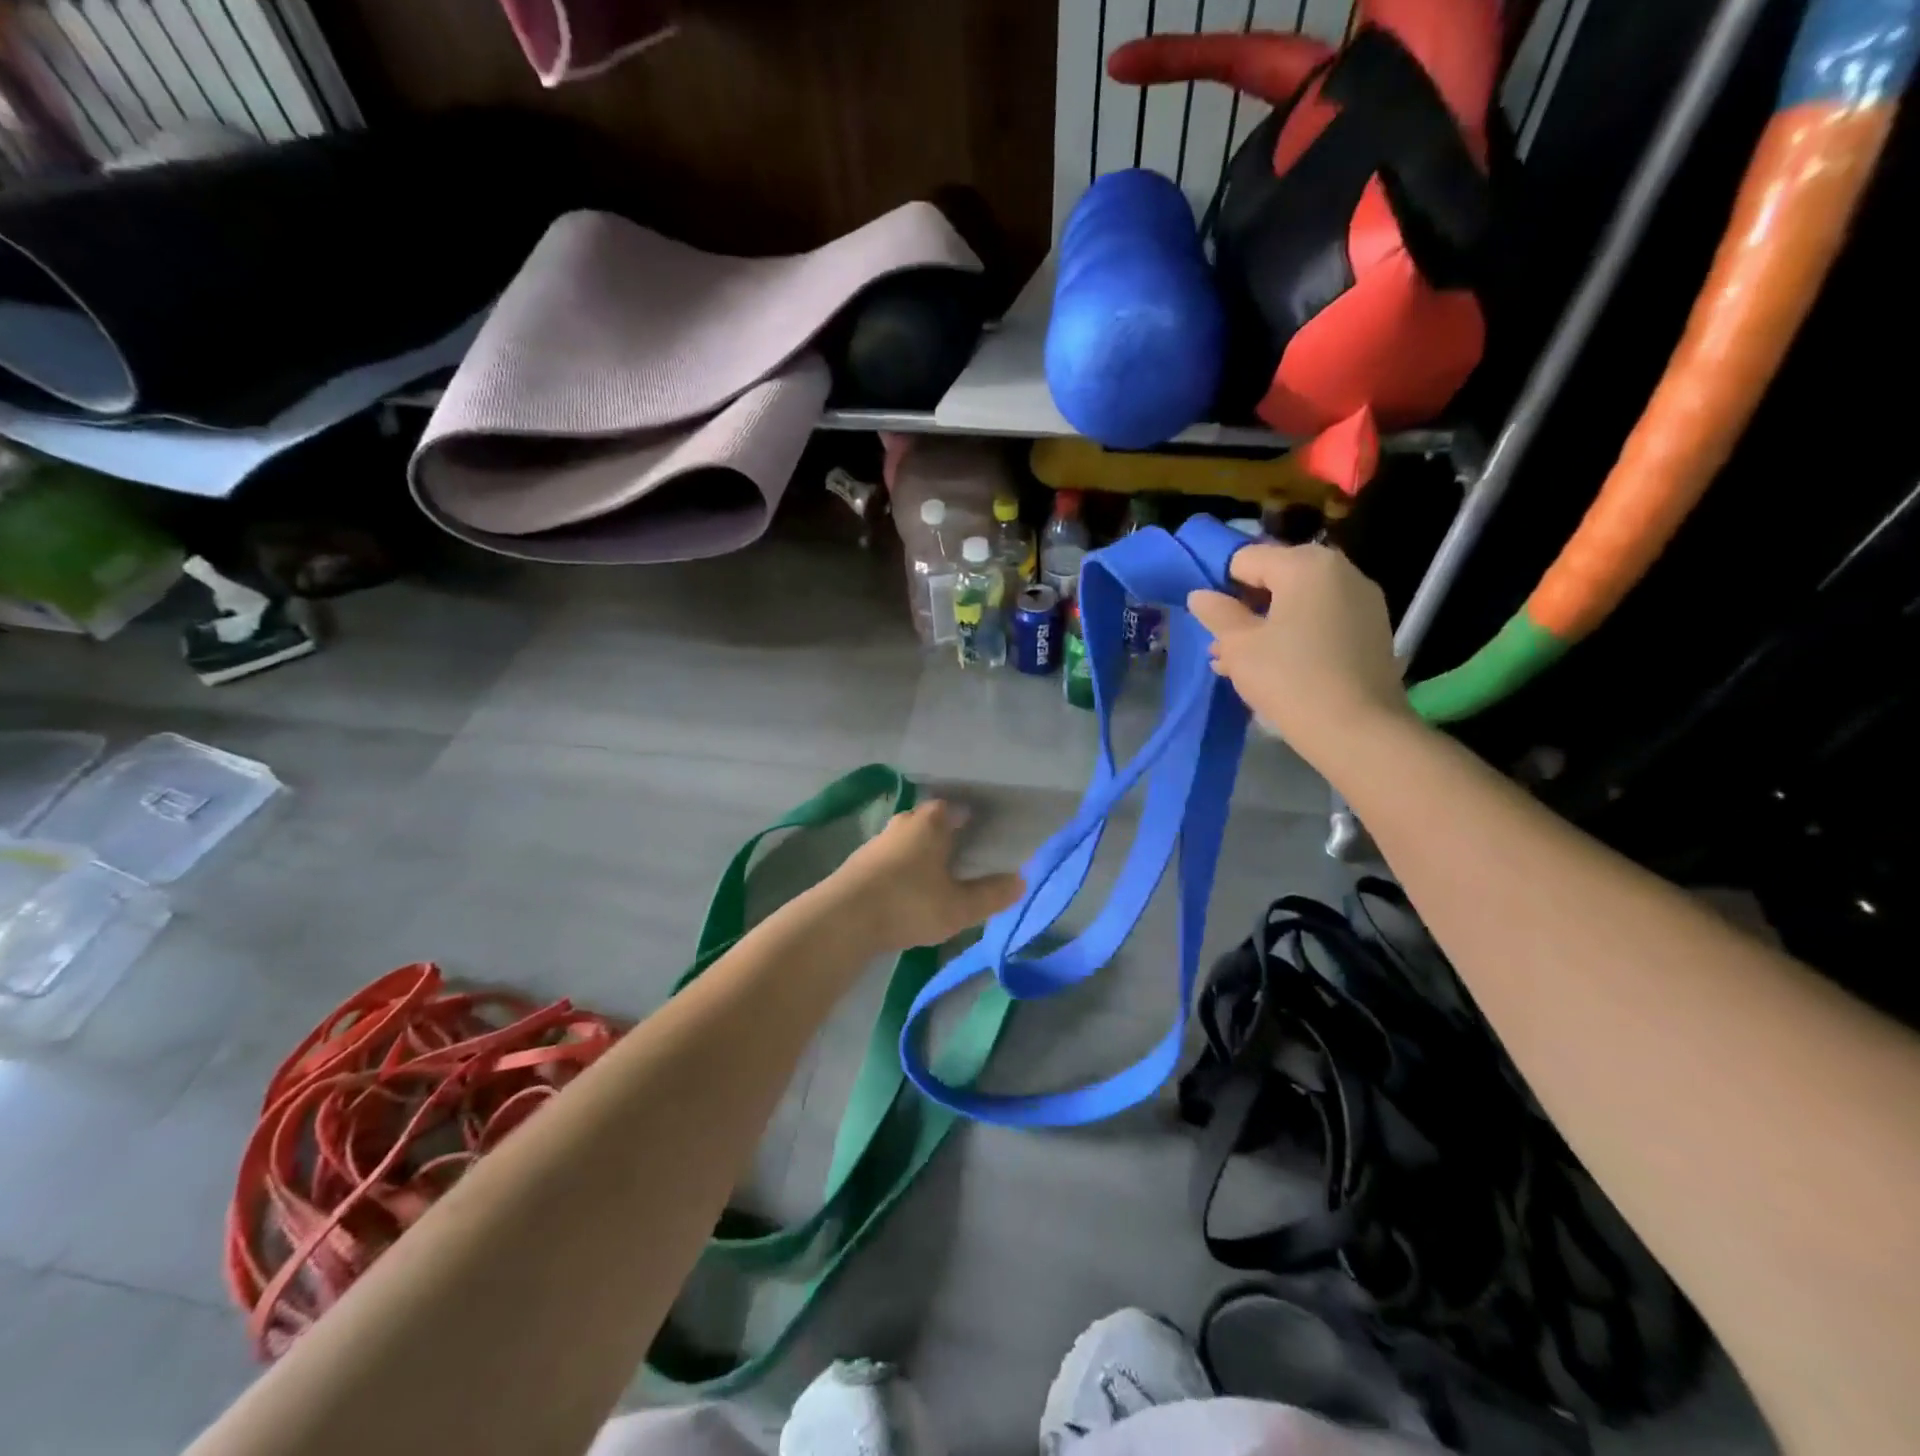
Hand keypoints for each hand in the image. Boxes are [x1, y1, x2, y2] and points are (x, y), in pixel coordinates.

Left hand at [829, 800, 1023, 952]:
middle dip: (941, 831)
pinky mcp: (857, 865)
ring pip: (904, 839)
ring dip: (917, 850)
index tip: (976, 825)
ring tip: (933, 871)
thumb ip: (991, 894)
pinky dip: (899, 868)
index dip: (964, 815)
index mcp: (930, 823)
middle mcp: (902, 824)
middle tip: (959, 847)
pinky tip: (904, 889)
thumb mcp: (959, 906)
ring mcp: (876, 843)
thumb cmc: (909, 903)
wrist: (843, 918)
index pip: (951, 807)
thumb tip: (1021, 881)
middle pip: (925, 820)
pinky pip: (887, 859)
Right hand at [1187, 543, 1411, 768]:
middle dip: (1245, 608)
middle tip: (1223, 647)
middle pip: (1276, 578)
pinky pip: (1321, 622)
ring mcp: (1362, 601)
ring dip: (1267, 626)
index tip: (1211, 621)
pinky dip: (1296, 636)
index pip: (1246, 559)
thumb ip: (1217, 613)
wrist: (1357, 731)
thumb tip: (1200, 595)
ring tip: (1240, 663)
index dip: (1220, 586)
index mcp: (1306, 564)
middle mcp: (1340, 571)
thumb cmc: (1289, 678)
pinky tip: (1275, 669)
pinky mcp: (1371, 631)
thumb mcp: (1239, 646)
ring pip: (1298, 603)